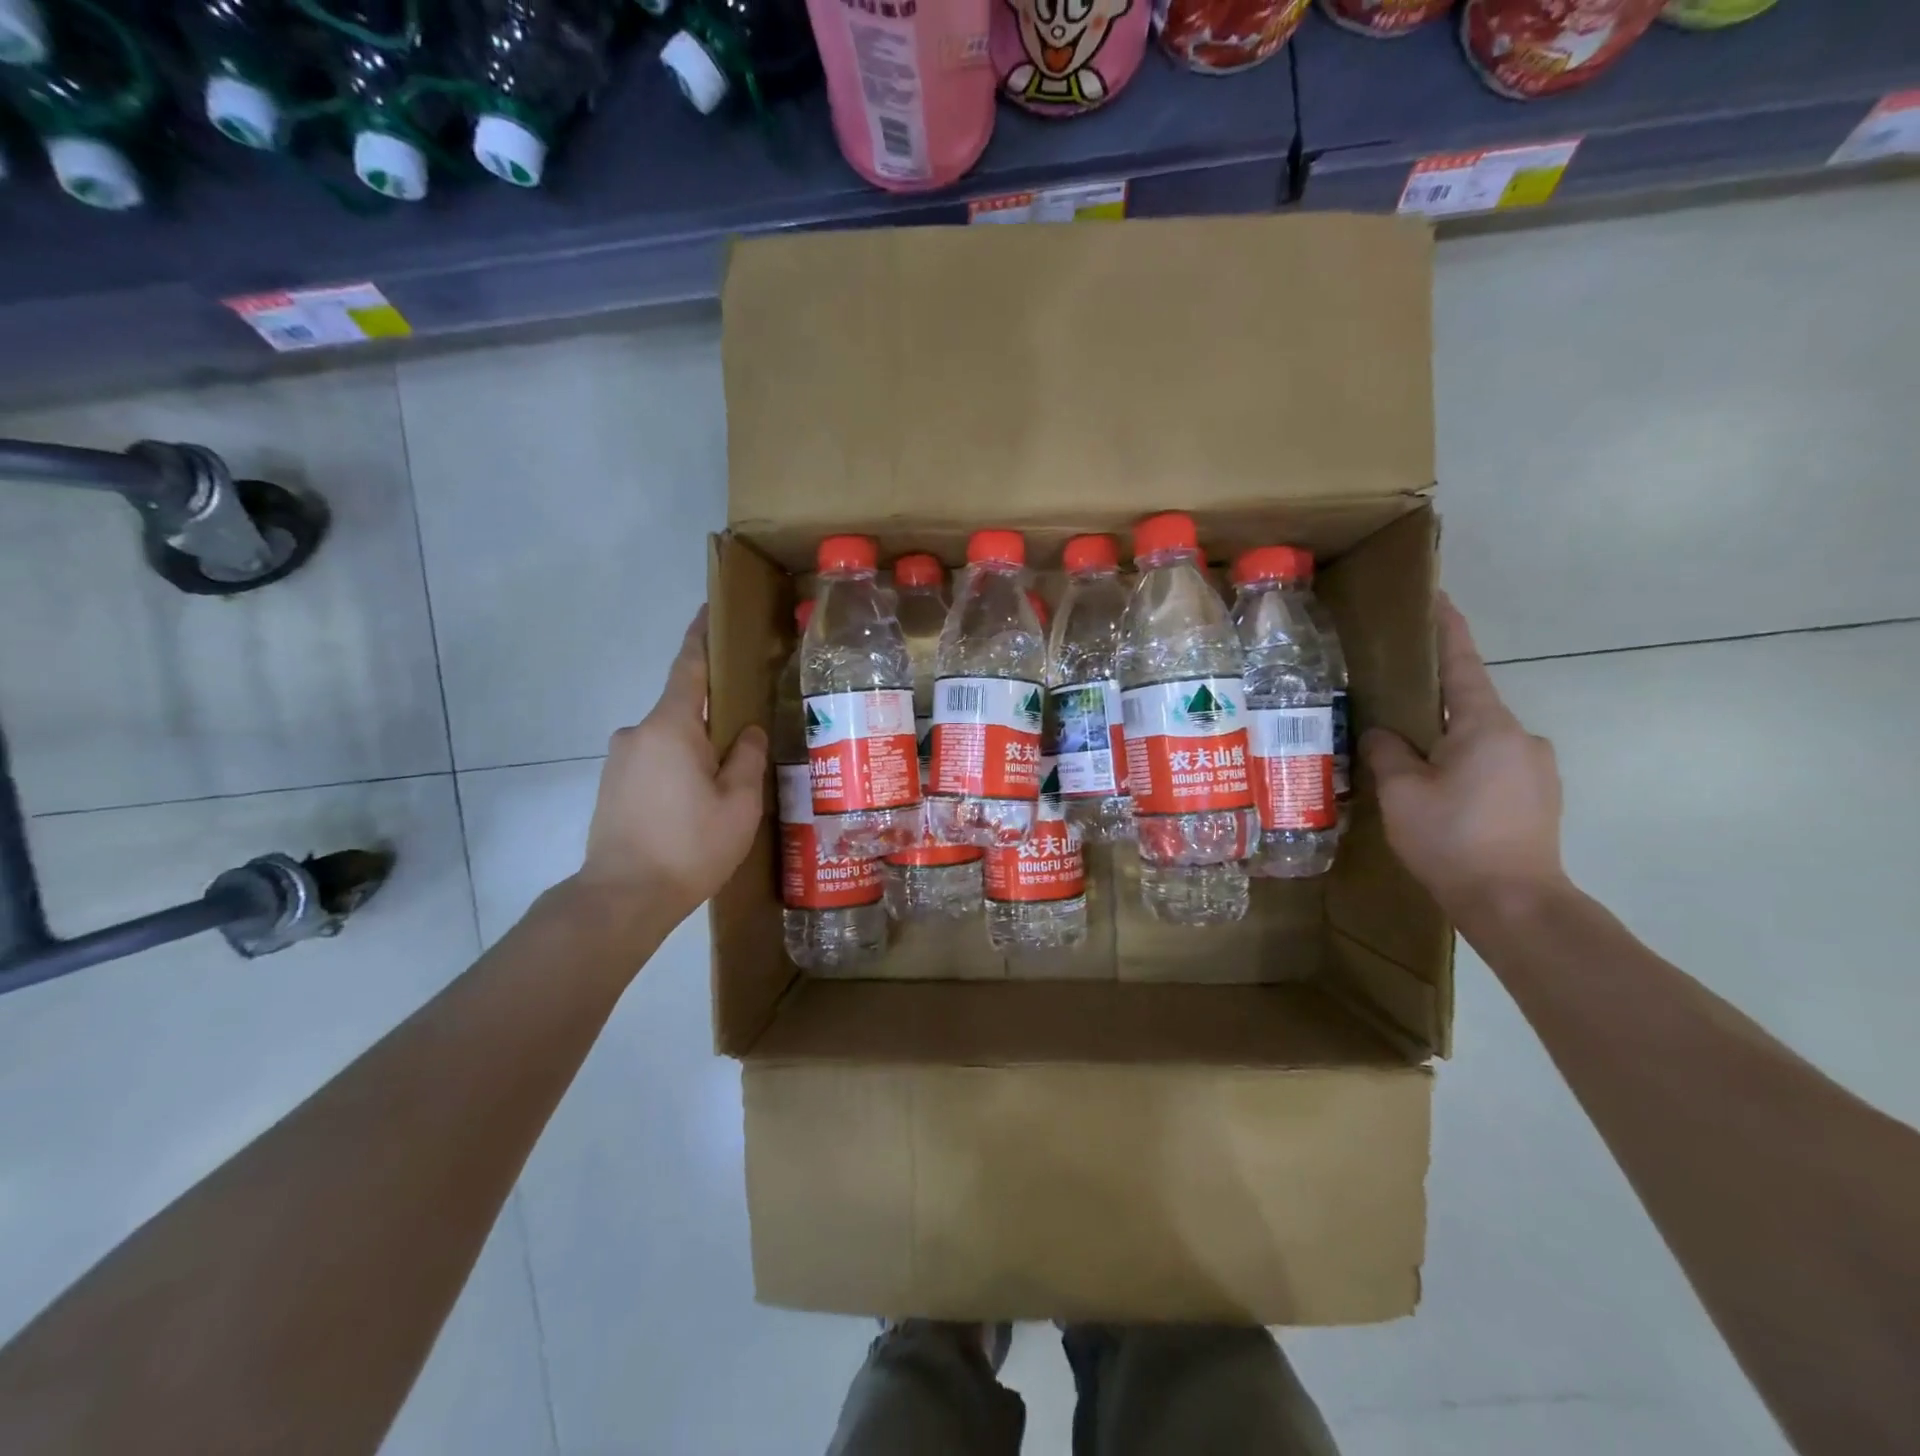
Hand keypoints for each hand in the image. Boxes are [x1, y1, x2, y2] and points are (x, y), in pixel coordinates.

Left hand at [574, 608, 767, 924]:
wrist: (622, 897)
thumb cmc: (690, 845)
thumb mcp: (739, 803)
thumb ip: (747, 757)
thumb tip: (747, 731)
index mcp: (670, 726)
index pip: (688, 667)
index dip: (701, 636)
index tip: (709, 610)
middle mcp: (637, 733)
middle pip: (683, 710)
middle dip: (714, 721)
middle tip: (748, 746)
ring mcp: (619, 760)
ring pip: (670, 742)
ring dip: (697, 753)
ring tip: (725, 790)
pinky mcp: (612, 786)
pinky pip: (655, 763)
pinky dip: (678, 772)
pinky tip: (696, 807)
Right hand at [1362, 594, 1567, 919]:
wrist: (1515, 903)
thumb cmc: (1452, 838)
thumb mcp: (1401, 792)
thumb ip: (1387, 751)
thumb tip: (1382, 733)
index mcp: (1485, 725)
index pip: (1461, 664)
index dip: (1446, 629)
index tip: (1436, 598)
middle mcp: (1519, 736)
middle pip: (1467, 705)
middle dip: (1431, 705)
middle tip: (1390, 714)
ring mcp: (1536, 767)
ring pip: (1478, 740)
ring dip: (1445, 744)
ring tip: (1409, 769)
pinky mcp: (1539, 796)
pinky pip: (1492, 765)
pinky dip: (1463, 768)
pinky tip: (1439, 797)